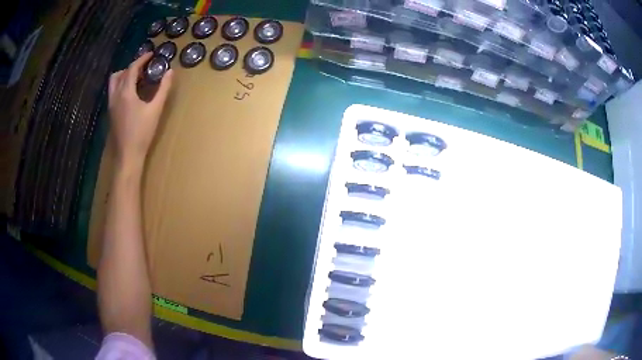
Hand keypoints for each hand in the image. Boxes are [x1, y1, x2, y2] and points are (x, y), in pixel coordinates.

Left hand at [108, 52, 173, 169]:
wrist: (128, 155)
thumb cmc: (142, 132)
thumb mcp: (155, 109)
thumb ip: (163, 89)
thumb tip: (171, 72)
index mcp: (126, 92)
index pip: (131, 68)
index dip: (141, 59)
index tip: (151, 54)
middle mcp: (115, 96)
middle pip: (119, 74)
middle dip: (130, 67)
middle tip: (142, 69)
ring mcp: (111, 105)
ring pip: (113, 83)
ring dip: (123, 76)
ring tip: (136, 80)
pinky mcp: (110, 113)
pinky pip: (113, 92)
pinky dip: (120, 86)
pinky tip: (130, 94)